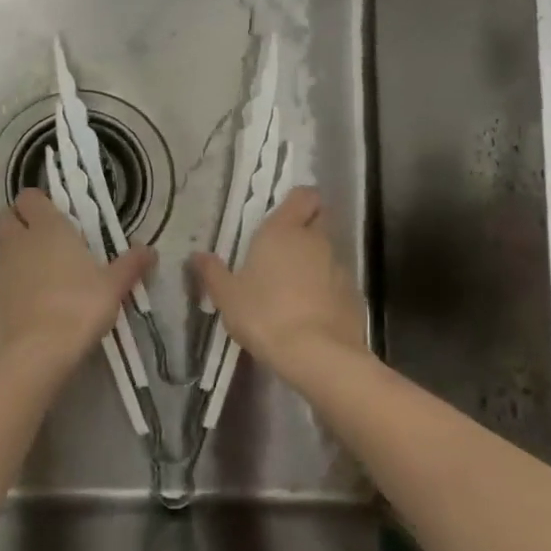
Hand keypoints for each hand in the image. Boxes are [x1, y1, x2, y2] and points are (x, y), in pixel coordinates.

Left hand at [0, 188, 155, 366]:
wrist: (38, 351)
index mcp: (48, 229)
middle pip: (5, 218)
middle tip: (43, 240)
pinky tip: (29, 309)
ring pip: (0, 252)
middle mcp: (18, 243)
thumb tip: (150, 250)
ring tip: (40, 278)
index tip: (54, 215)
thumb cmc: (80, 306)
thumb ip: (131, 264)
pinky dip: (10, 290)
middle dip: (18, 223)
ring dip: (15, 257)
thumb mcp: (114, 286)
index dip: (38, 203)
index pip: (30, 197)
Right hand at [192, 187, 365, 370]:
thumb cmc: (264, 315)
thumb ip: (212, 272)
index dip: (298, 201)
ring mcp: (339, 266)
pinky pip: (338, 281)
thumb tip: (196, 255)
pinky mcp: (354, 294)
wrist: (317, 354)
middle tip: (283, 250)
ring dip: (315, 261)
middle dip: (306, 228)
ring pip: (328, 252)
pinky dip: (327, 288)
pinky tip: (311, 311)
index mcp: (283, 231)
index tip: (284, 214)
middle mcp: (315, 240)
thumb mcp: (227, 296)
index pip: (303, 195)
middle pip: (319, 219)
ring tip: (293, 286)